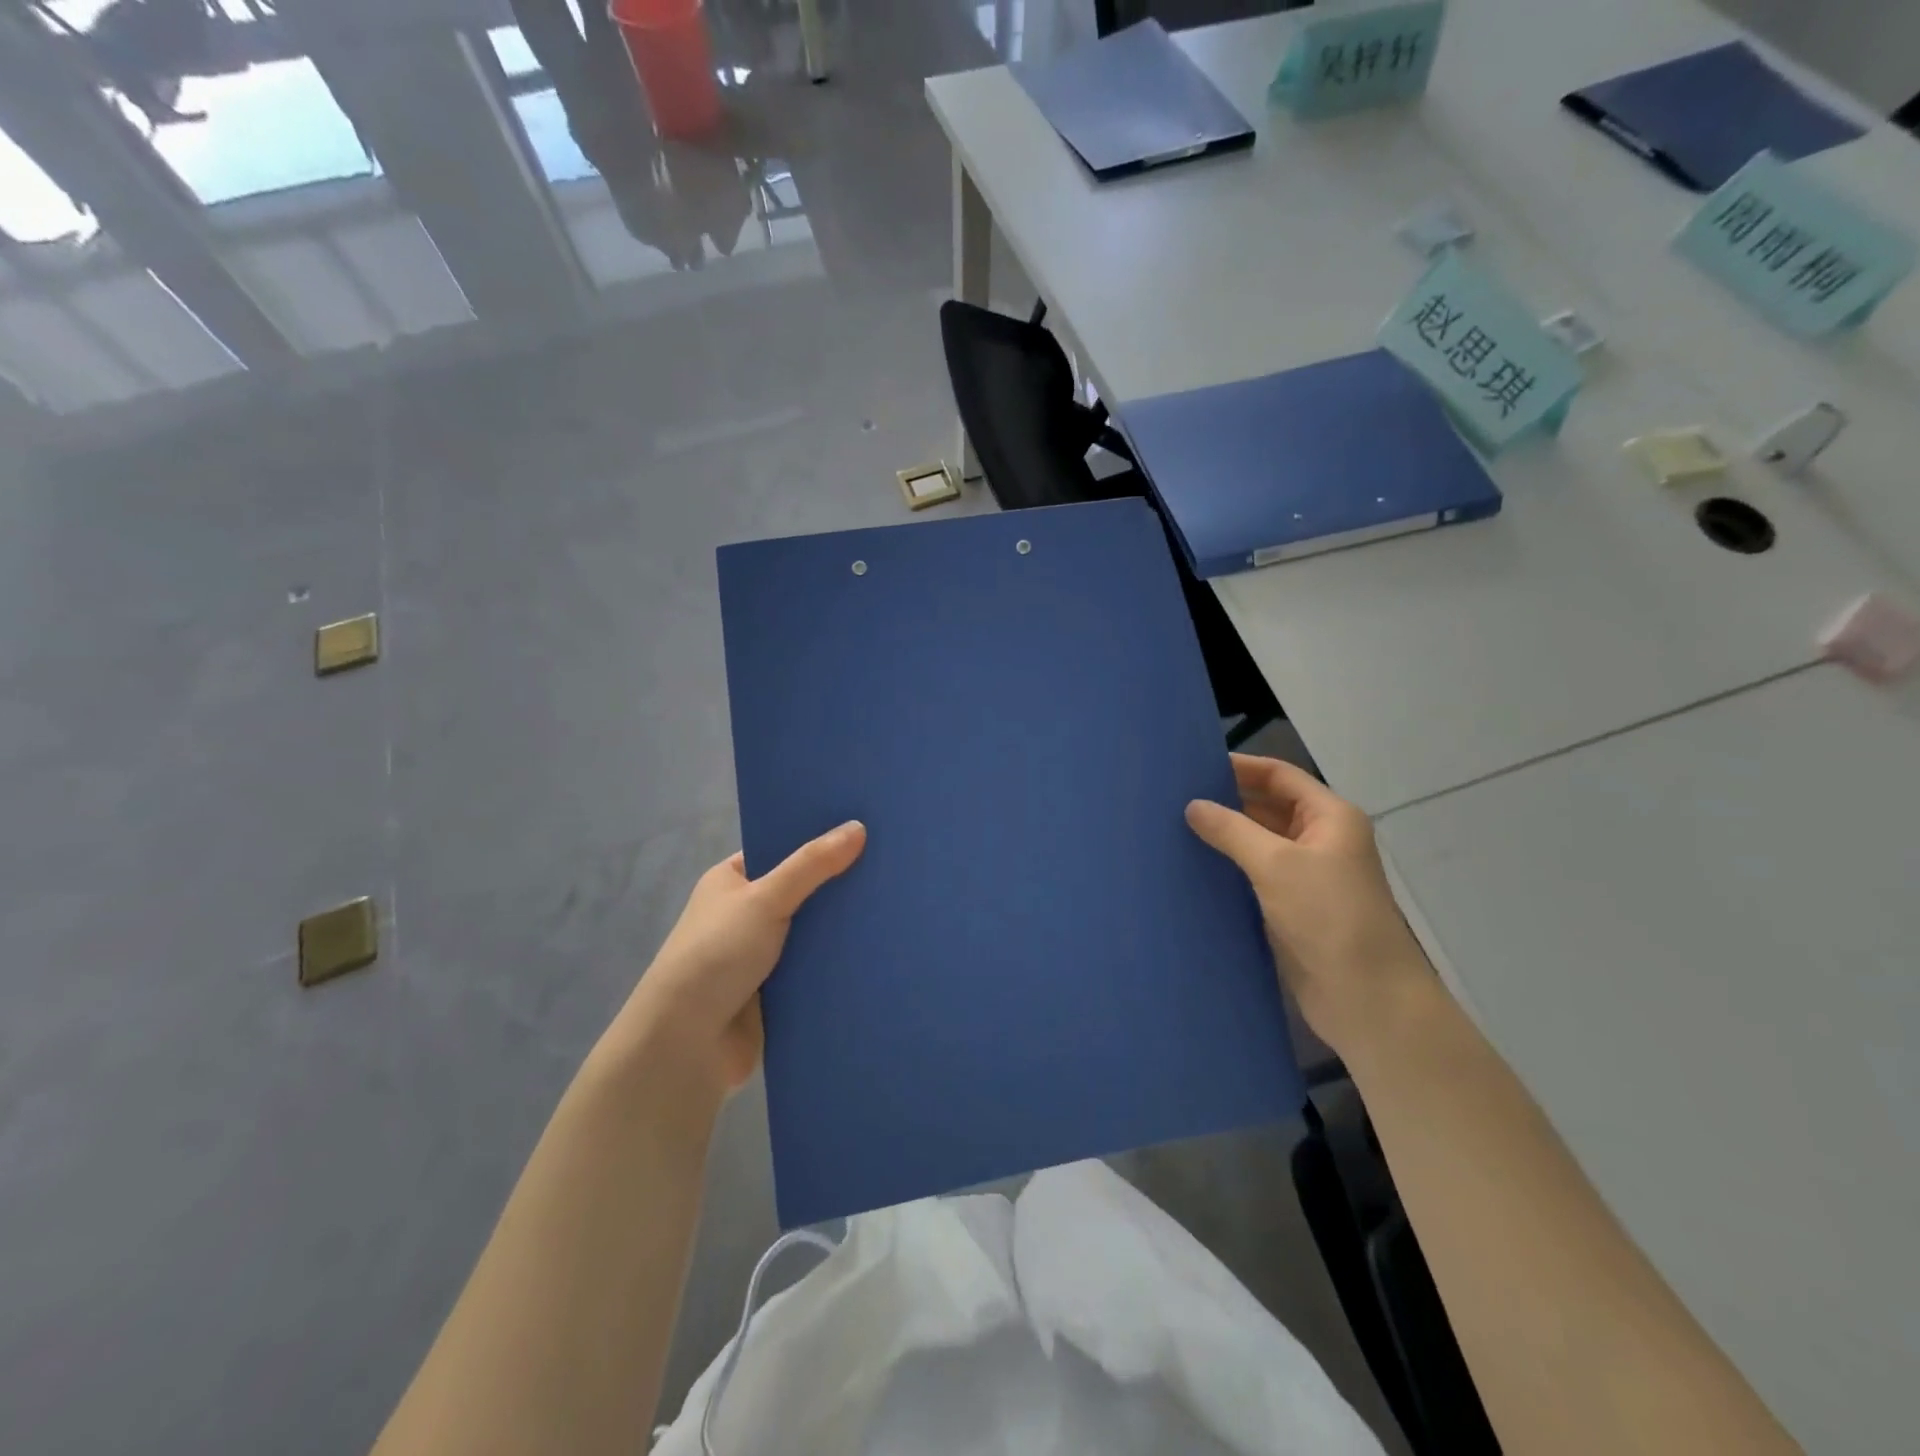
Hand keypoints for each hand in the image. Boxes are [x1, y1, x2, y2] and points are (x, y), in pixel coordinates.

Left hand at [607, 822, 866, 1098]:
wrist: (686, 1043)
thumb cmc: (717, 954)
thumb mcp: (765, 898)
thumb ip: (812, 865)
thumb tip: (858, 827)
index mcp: (732, 881)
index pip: (780, 850)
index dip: (817, 840)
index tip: (864, 829)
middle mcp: (745, 914)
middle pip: (802, 890)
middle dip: (838, 885)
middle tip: (892, 867)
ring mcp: (761, 954)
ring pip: (812, 931)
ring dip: (841, 927)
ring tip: (896, 905)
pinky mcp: (777, 991)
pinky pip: (816, 967)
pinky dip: (838, 962)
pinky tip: (881, 949)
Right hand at [1186, 756, 1431, 1057]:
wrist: (1367, 998)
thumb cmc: (1329, 917)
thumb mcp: (1277, 864)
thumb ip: (1232, 830)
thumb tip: (1193, 806)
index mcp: (1330, 818)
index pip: (1280, 776)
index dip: (1241, 767)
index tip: (1193, 765)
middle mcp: (1320, 841)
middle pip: (1268, 807)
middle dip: (1227, 801)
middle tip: (1174, 797)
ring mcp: (1306, 877)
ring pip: (1258, 844)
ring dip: (1224, 836)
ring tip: (1173, 828)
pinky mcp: (1291, 908)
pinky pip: (1253, 876)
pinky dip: (1227, 868)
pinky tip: (1192, 867)